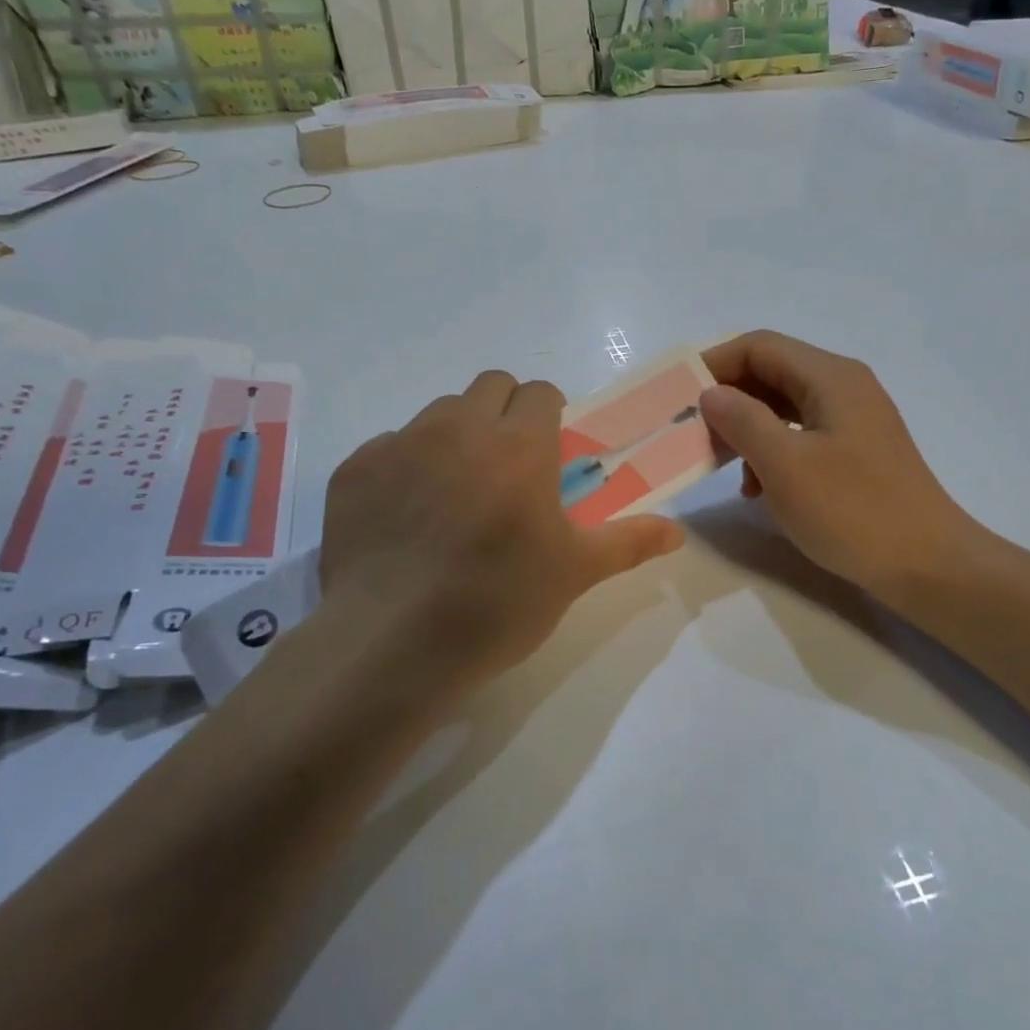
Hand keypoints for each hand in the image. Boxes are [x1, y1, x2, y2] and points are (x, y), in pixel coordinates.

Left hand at [319, 371, 684, 686]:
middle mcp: (458, 427)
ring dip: (457, 435)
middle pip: (490, 386)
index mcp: (519, 444)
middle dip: (506, 413)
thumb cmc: (497, 603)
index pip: (541, 392)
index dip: (551, 417)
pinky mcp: (354, 470)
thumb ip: (629, 542)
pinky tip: (406, 519)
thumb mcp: (573, 574)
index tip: (550, 457)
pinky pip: (388, 447)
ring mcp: (399, 444)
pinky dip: (405, 467)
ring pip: (439, 412)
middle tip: (509, 470)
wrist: (390, 643)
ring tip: (456, 495)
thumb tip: (676, 532)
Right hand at [698, 331, 988, 603]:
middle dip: (728, 399)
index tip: (678, 396)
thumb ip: (742, 420)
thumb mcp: (785, 464)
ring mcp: (853, 419)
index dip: (714, 364)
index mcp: (830, 377)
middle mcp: (843, 387)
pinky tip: (758, 489)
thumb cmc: (852, 510)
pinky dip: (771, 451)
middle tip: (694, 433)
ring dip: (747, 429)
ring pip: (783, 407)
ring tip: (722, 465)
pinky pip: (801, 435)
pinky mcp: (856, 451)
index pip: (759, 347)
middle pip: (771, 373)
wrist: (927, 564)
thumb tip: (711, 393)